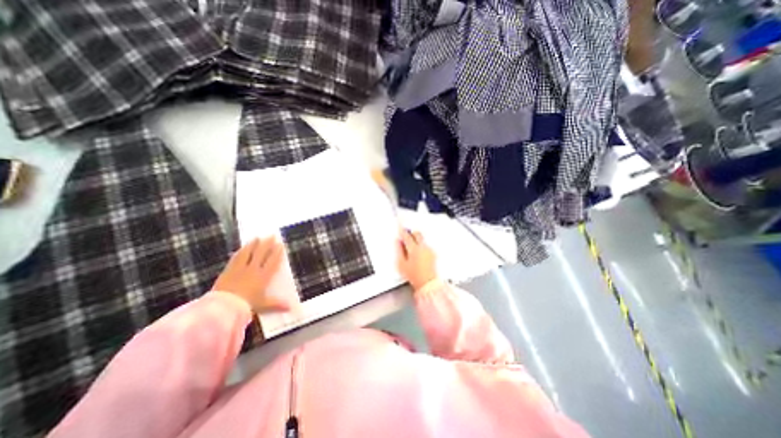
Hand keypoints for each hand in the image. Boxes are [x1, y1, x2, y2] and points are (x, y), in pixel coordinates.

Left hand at [210, 237, 288, 312]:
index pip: (272, 261)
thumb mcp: (264, 305)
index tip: (280, 244)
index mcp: (264, 276)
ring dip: (254, 245)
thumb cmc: (247, 305)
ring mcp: (241, 269)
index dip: (277, 252)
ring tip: (257, 237)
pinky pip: (236, 258)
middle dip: (267, 244)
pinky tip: (242, 248)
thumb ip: (277, 304)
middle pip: (262, 254)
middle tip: (271, 235)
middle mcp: (254, 270)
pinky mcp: (229, 270)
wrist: (224, 307)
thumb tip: (292, 308)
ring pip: (249, 253)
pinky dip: (240, 252)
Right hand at [397, 228, 437, 290]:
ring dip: (416, 240)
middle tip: (406, 237)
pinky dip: (421, 246)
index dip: (402, 231)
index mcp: (414, 249)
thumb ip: (399, 250)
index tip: (400, 228)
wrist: (427, 283)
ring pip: (422, 239)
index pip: (407, 236)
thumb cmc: (414, 275)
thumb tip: (398, 242)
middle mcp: (423, 247)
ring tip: (411, 248)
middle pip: (417, 234)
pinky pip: (426, 245)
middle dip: (411, 233)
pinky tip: (418, 253)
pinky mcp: (433, 253)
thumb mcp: (401, 264)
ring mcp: (429, 250)